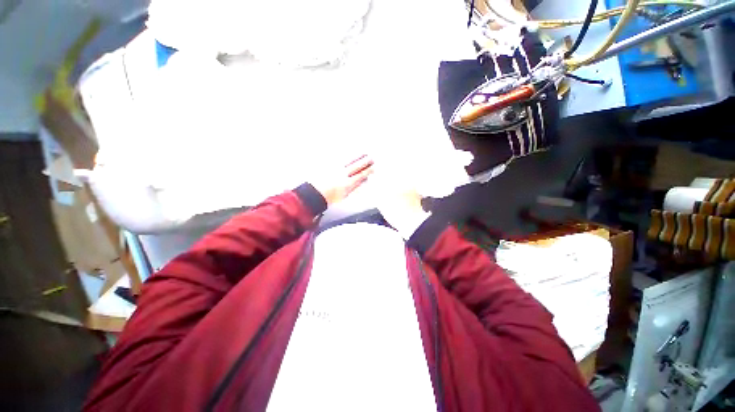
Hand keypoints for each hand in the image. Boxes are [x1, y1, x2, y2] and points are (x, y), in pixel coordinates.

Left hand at [310, 155, 373, 205]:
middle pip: (356, 166)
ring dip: (358, 156)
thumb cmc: (328, 197)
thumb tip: (363, 181)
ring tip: (364, 153)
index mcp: (347, 183)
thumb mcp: (344, 195)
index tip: (373, 167)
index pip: (361, 175)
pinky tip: (350, 153)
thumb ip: (355, 188)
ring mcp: (335, 167)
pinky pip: (340, 157)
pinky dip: (347, 155)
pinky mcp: (328, 164)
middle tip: (372, 158)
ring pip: (349, 160)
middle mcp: (342, 173)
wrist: (313, 194)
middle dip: (365, 161)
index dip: (368, 171)